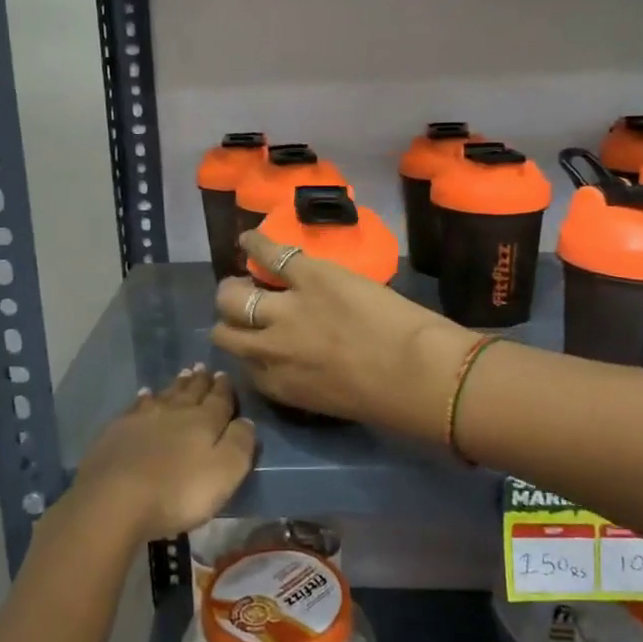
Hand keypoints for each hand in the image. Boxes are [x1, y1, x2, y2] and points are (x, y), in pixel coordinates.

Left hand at [67, 366, 255, 541]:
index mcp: (204, 422)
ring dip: (176, 385)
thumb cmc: (178, 491)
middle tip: (204, 368)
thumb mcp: (224, 472)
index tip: (224, 375)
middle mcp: (175, 412)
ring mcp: (143, 418)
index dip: (224, 389)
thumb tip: (247, 420)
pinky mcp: (118, 430)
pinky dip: (145, 398)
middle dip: (200, 381)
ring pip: (165, 395)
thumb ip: (240, 444)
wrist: (115, 499)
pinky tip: (145, 395)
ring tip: (183, 374)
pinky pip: (137, 406)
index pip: (219, 400)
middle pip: (191, 392)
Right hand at [210, 231, 478, 440]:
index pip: (243, 363)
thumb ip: (304, 381)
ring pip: (232, 296)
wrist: (416, 372)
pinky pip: (269, 254)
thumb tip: (300, 362)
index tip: (257, 340)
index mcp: (278, 384)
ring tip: (241, 278)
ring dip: (233, 289)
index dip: (247, 348)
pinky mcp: (308, 275)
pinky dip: (255, 244)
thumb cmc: (386, 400)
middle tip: (243, 307)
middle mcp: (269, 349)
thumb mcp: (331, 402)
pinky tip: (247, 239)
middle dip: (230, 320)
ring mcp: (285, 310)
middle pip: (226, 332)